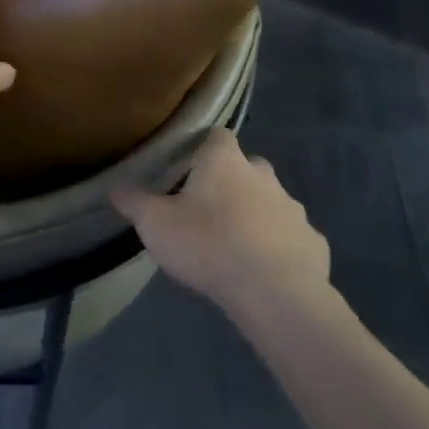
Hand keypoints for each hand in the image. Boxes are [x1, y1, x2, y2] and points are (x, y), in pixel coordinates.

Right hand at [111, 128, 328, 320]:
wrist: (274, 291)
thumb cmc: (208, 244)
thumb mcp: (156, 224)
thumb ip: (135, 203)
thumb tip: (115, 188)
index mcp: (225, 161)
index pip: (216, 136)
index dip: (203, 149)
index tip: (188, 169)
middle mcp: (263, 174)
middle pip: (246, 168)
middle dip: (231, 184)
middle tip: (208, 211)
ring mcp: (293, 207)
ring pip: (271, 203)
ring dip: (256, 216)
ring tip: (235, 246)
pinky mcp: (313, 242)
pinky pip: (292, 238)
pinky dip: (280, 248)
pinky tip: (264, 271)